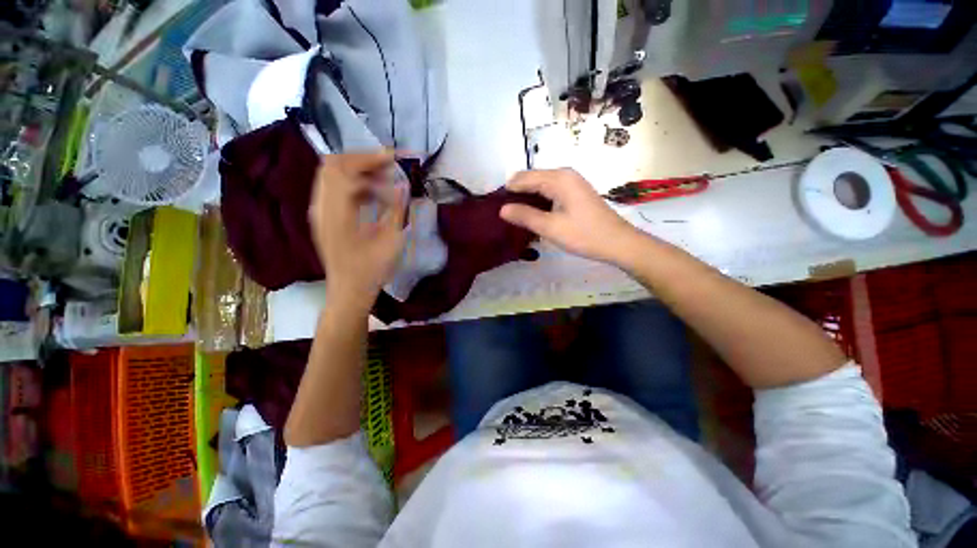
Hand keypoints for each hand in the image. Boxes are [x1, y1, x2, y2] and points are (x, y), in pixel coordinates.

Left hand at [309, 151, 406, 307]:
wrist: (349, 290)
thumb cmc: (372, 270)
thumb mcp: (391, 240)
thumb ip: (397, 209)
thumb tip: (403, 185)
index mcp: (336, 213)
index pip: (344, 169)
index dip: (368, 158)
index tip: (393, 158)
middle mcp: (321, 207)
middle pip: (332, 165)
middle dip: (362, 160)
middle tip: (388, 166)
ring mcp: (319, 211)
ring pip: (332, 175)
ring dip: (358, 171)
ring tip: (384, 181)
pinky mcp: (324, 216)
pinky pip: (334, 188)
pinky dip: (354, 184)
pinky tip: (374, 195)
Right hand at [500, 168, 645, 265]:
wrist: (617, 242)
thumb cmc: (584, 234)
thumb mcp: (550, 227)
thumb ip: (525, 216)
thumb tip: (501, 209)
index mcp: (558, 178)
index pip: (523, 178)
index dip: (508, 190)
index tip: (494, 205)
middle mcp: (564, 174)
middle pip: (532, 179)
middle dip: (517, 194)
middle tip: (504, 213)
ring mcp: (571, 183)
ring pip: (541, 186)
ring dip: (528, 198)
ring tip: (515, 215)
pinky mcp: (575, 192)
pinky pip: (550, 191)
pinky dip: (539, 201)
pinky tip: (533, 214)